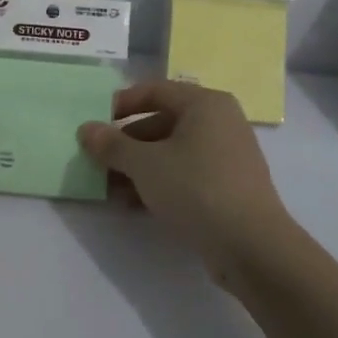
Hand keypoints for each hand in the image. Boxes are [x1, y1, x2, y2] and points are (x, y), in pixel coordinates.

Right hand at [78, 80, 297, 292]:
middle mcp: (219, 122)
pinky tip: (134, 204)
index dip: (121, 104)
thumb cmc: (196, 189)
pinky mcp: (228, 186)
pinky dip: (159, 183)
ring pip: (171, 152)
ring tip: (110, 189)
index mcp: (205, 104)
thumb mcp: (145, 164)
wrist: (252, 246)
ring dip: (139, 168)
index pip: (154, 91)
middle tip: (98, 162)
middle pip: (161, 123)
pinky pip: (185, 174)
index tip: (94, 124)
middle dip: (126, 144)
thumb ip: (112, 145)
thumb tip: (86, 129)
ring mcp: (226, 155)